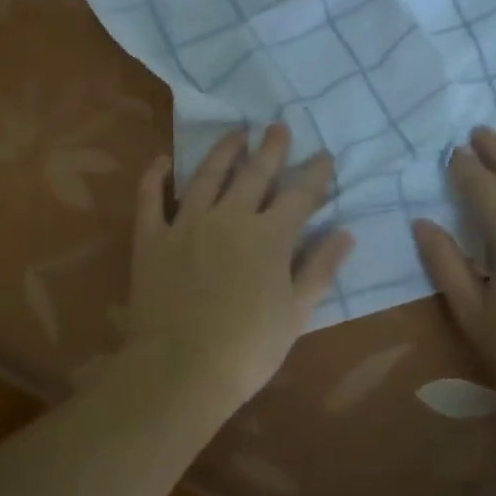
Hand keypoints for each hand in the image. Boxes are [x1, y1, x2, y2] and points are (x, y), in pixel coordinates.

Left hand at [125, 125, 353, 407]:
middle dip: (271, 148)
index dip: (315, 173)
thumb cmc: (248, 349)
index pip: (300, 194)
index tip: (324, 155)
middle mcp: (230, 217)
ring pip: (207, 174)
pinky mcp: (152, 237)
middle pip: (255, 173)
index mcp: (270, 236)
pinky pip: (151, 197)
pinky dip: (156, 176)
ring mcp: (187, 223)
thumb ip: (320, 269)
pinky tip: (163, 161)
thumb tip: (344, 232)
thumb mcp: (296, 313)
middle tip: (278, 127)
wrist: (180, 369)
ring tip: (236, 133)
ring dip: (224, 150)